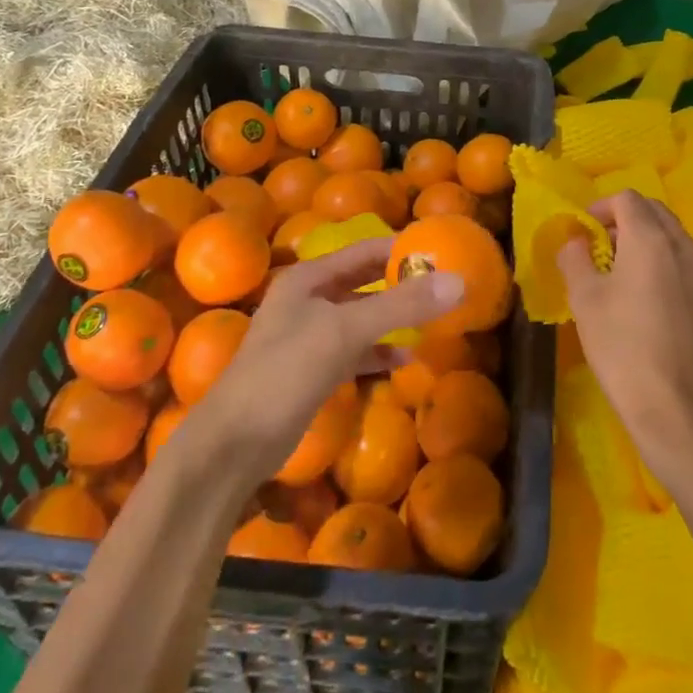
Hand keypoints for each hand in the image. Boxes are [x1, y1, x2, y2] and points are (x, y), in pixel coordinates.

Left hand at [197, 239, 463, 474]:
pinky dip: (379, 351)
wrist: (234, 444)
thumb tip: (458, 282)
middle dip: (401, 284)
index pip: (365, 250)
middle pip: (364, 282)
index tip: (441, 252)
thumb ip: (401, 306)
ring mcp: (309, 336)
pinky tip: (404, 359)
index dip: (401, 249)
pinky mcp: (313, 370)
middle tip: (444, 286)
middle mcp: (308, 299)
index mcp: (309, 278)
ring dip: (394, 319)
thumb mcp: (345, 331)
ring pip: (361, 317)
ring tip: (433, 322)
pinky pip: (355, 350)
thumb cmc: (286, 372)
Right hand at [557, 192, 692, 459]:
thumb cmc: (622, 344)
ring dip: (642, 237)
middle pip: (653, 211)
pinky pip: (679, 259)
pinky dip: (658, 258)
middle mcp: (680, 246)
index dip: (600, 207)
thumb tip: (576, 241)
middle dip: (623, 218)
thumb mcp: (585, 298)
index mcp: (651, 238)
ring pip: (669, 234)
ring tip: (615, 268)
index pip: (627, 199)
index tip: (581, 232)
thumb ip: (575, 259)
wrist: (676, 405)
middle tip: (597, 244)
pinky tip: (638, 292)